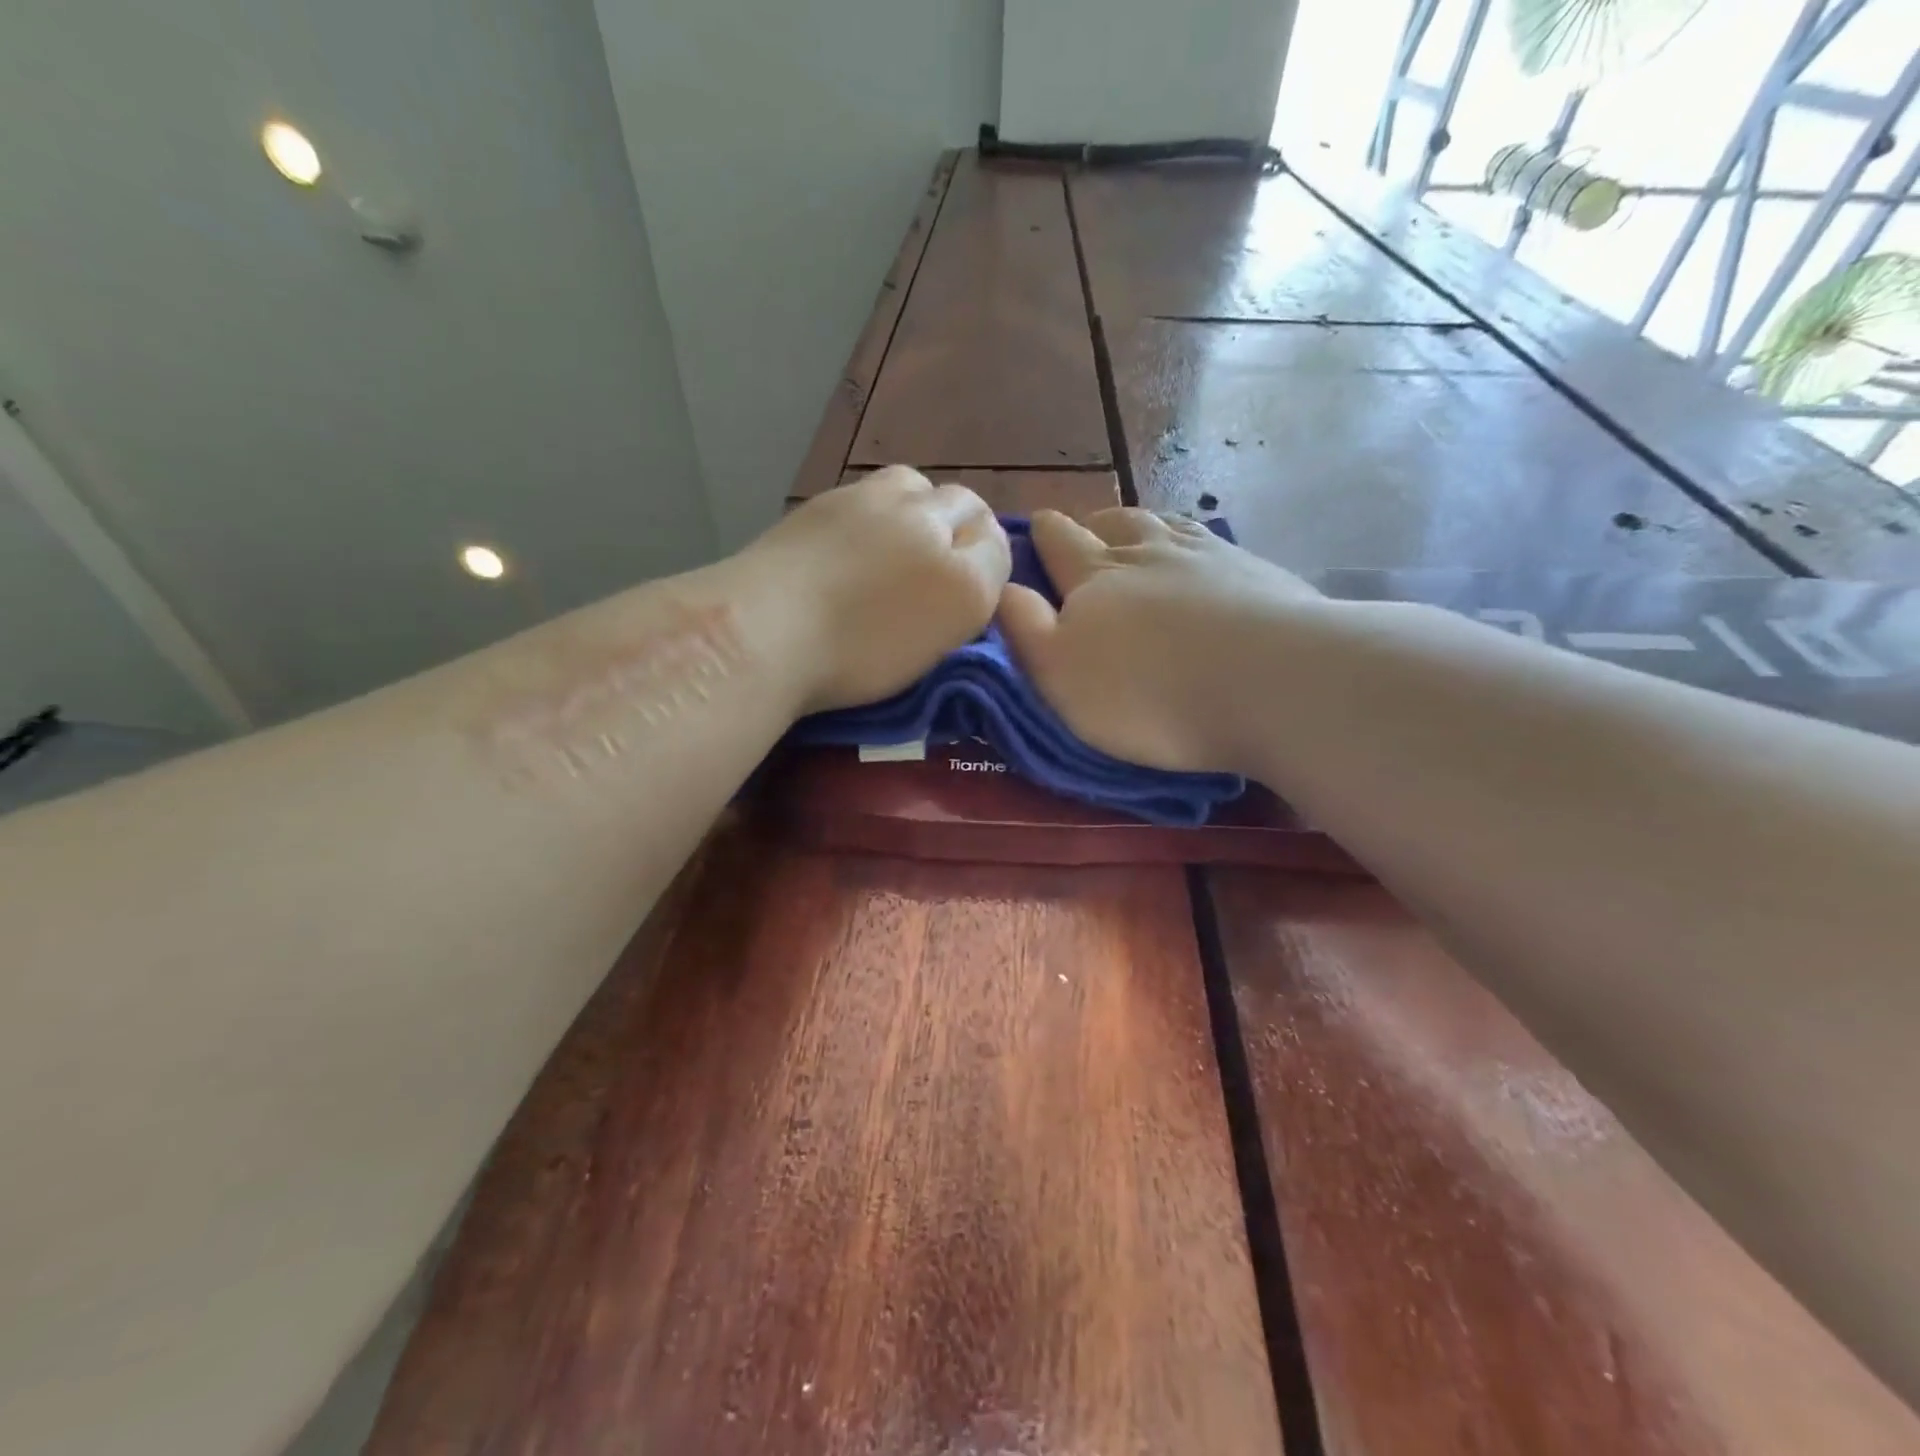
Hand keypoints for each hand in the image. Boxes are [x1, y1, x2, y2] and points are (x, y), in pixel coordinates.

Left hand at [740, 467, 1010, 712]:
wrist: (763, 630)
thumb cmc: (856, 654)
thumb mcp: (934, 650)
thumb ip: (967, 602)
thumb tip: (971, 569)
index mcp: (962, 571)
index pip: (998, 544)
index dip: (989, 563)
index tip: (969, 592)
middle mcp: (926, 520)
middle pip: (962, 503)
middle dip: (961, 527)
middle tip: (937, 568)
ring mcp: (868, 501)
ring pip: (915, 487)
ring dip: (919, 509)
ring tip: (898, 548)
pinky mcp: (823, 501)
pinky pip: (867, 495)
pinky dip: (875, 513)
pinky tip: (854, 547)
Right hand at [997, 508, 1319, 773]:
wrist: (1269, 682)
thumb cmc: (1147, 692)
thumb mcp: (1060, 674)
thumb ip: (1024, 629)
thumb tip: (1004, 588)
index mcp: (1096, 574)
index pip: (1059, 540)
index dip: (1042, 534)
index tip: (1035, 531)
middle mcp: (1150, 550)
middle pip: (1115, 522)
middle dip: (1093, 526)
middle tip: (1086, 536)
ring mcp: (1209, 555)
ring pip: (1165, 525)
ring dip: (1145, 527)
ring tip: (1139, 536)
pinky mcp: (1257, 572)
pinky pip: (1214, 544)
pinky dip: (1196, 545)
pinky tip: (1203, 558)